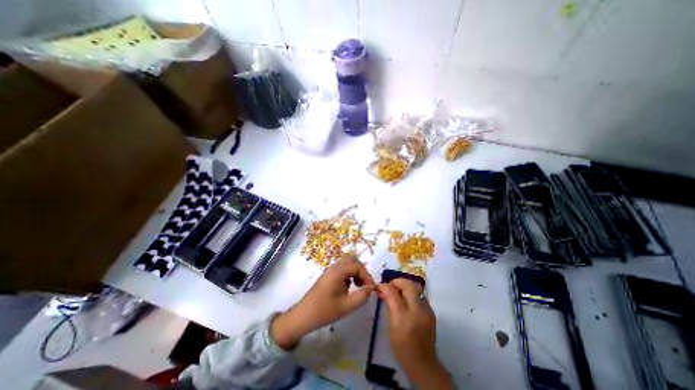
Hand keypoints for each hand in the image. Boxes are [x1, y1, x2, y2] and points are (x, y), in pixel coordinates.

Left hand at [275, 255, 377, 348]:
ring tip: (359, 286)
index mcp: (338, 272)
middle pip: (352, 260)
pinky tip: (349, 287)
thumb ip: (362, 296)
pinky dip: (349, 274)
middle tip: (365, 284)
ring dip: (355, 272)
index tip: (371, 288)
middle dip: (361, 271)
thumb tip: (371, 288)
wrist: (303, 316)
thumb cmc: (324, 311)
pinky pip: (342, 269)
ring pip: (347, 263)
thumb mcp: (346, 306)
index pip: (357, 266)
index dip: (367, 276)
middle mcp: (334, 267)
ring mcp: (330, 270)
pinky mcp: (328, 275)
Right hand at [378, 279, 453, 387]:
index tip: (379, 286)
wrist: (423, 363)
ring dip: (405, 285)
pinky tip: (406, 298)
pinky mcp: (431, 312)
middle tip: (390, 286)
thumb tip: (384, 291)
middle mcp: (417, 312)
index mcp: (404, 318)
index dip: (385, 286)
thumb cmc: (401, 347)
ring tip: (397, 290)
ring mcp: (427, 311)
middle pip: (408, 285)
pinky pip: (420, 295)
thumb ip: (389, 306)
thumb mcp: (391, 327)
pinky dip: (412, 292)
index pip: (393, 293)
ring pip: (416, 287)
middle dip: (397, 282)